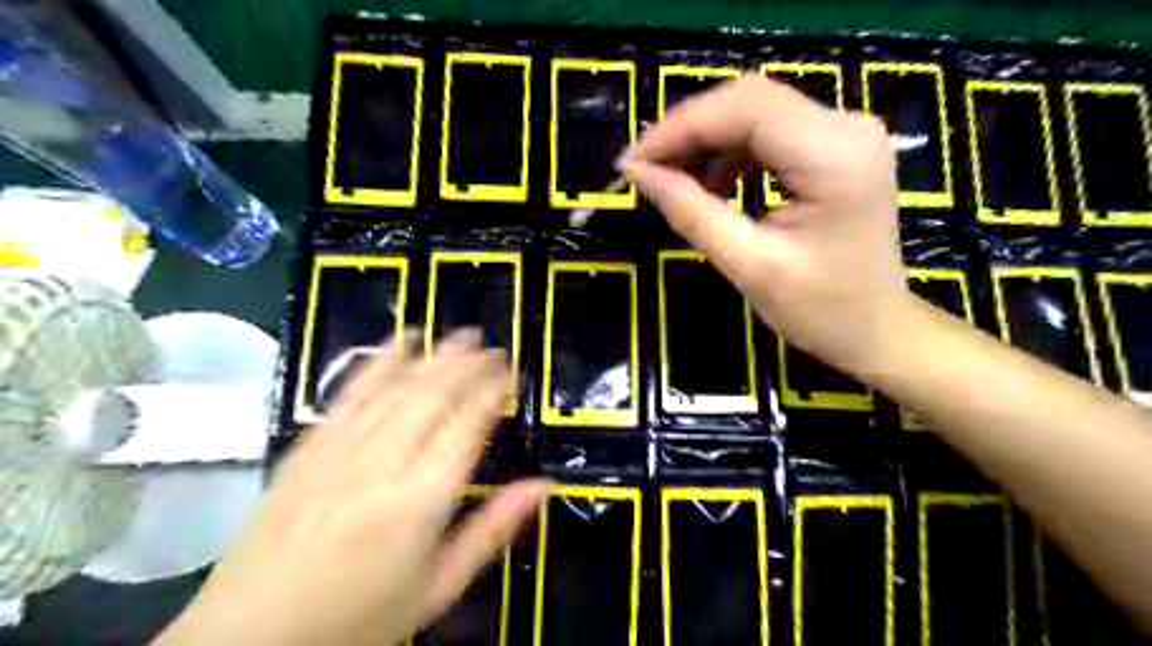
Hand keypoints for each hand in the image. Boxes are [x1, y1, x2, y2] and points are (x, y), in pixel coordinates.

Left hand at [154, 333, 550, 645]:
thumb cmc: (358, 619)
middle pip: (433, 397)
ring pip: (396, 389)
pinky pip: (349, 395)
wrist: (250, 639)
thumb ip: (493, 529)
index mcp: (420, 502)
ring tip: (459, 335)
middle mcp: (382, 465)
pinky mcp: (308, 448)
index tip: (511, 373)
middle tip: (492, 347)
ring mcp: (339, 452)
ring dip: (432, 356)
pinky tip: (397, 343)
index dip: (493, 391)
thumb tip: (542, 486)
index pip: (467, 426)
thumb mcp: (439, 587)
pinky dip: (377, 364)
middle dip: (467, 365)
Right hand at [621, 72, 909, 378]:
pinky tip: (711, 183)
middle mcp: (846, 127)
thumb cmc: (821, 310)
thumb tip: (639, 173)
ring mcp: (845, 133)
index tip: (633, 163)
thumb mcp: (749, 266)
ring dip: (706, 141)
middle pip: (748, 101)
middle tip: (645, 169)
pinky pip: (769, 132)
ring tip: (671, 179)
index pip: (744, 109)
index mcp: (834, 156)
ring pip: (754, 112)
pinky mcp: (835, 147)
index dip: (679, 128)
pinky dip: (730, 152)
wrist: (877, 329)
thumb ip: (691, 213)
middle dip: (688, 131)